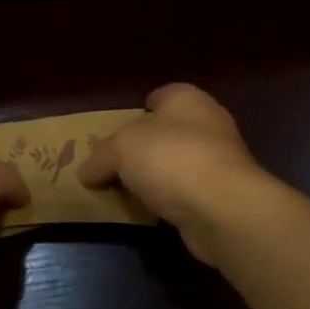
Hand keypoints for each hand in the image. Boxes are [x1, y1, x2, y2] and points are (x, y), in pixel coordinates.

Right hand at [77, 84, 268, 263]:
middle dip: (144, 147)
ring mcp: (221, 161)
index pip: (160, 96)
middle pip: (168, 131)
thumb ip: (100, 157)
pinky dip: (169, 200)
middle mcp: (208, 123)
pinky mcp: (224, 196)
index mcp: (187, 99)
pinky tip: (149, 212)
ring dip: (157, 177)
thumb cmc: (171, 159)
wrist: (224, 209)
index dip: (138, 110)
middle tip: (114, 164)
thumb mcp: (120, 149)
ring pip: (178, 164)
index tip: (116, 131)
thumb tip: (85, 172)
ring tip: (126, 191)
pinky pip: (187, 193)